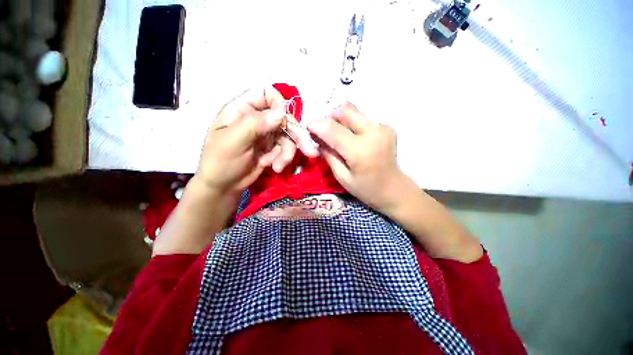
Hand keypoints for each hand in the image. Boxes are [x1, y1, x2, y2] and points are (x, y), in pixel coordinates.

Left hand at [196, 87, 314, 196]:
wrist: (223, 187)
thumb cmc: (220, 161)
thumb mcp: (234, 141)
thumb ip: (256, 124)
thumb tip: (282, 111)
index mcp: (243, 109)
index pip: (266, 94)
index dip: (279, 104)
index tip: (285, 119)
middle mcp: (257, 119)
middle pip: (284, 118)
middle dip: (296, 133)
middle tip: (308, 149)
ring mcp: (266, 135)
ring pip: (289, 135)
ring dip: (289, 152)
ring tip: (279, 166)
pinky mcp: (272, 149)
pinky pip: (286, 149)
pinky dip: (285, 158)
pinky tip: (276, 168)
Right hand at [307, 102, 405, 211]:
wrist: (393, 189)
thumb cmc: (365, 188)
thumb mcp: (341, 176)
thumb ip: (328, 155)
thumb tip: (316, 138)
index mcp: (360, 151)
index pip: (332, 129)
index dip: (317, 124)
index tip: (308, 127)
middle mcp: (373, 133)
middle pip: (345, 110)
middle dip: (329, 117)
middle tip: (324, 131)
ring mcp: (383, 128)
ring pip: (354, 112)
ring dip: (341, 120)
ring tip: (337, 135)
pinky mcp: (387, 127)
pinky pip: (363, 119)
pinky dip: (352, 125)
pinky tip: (352, 138)